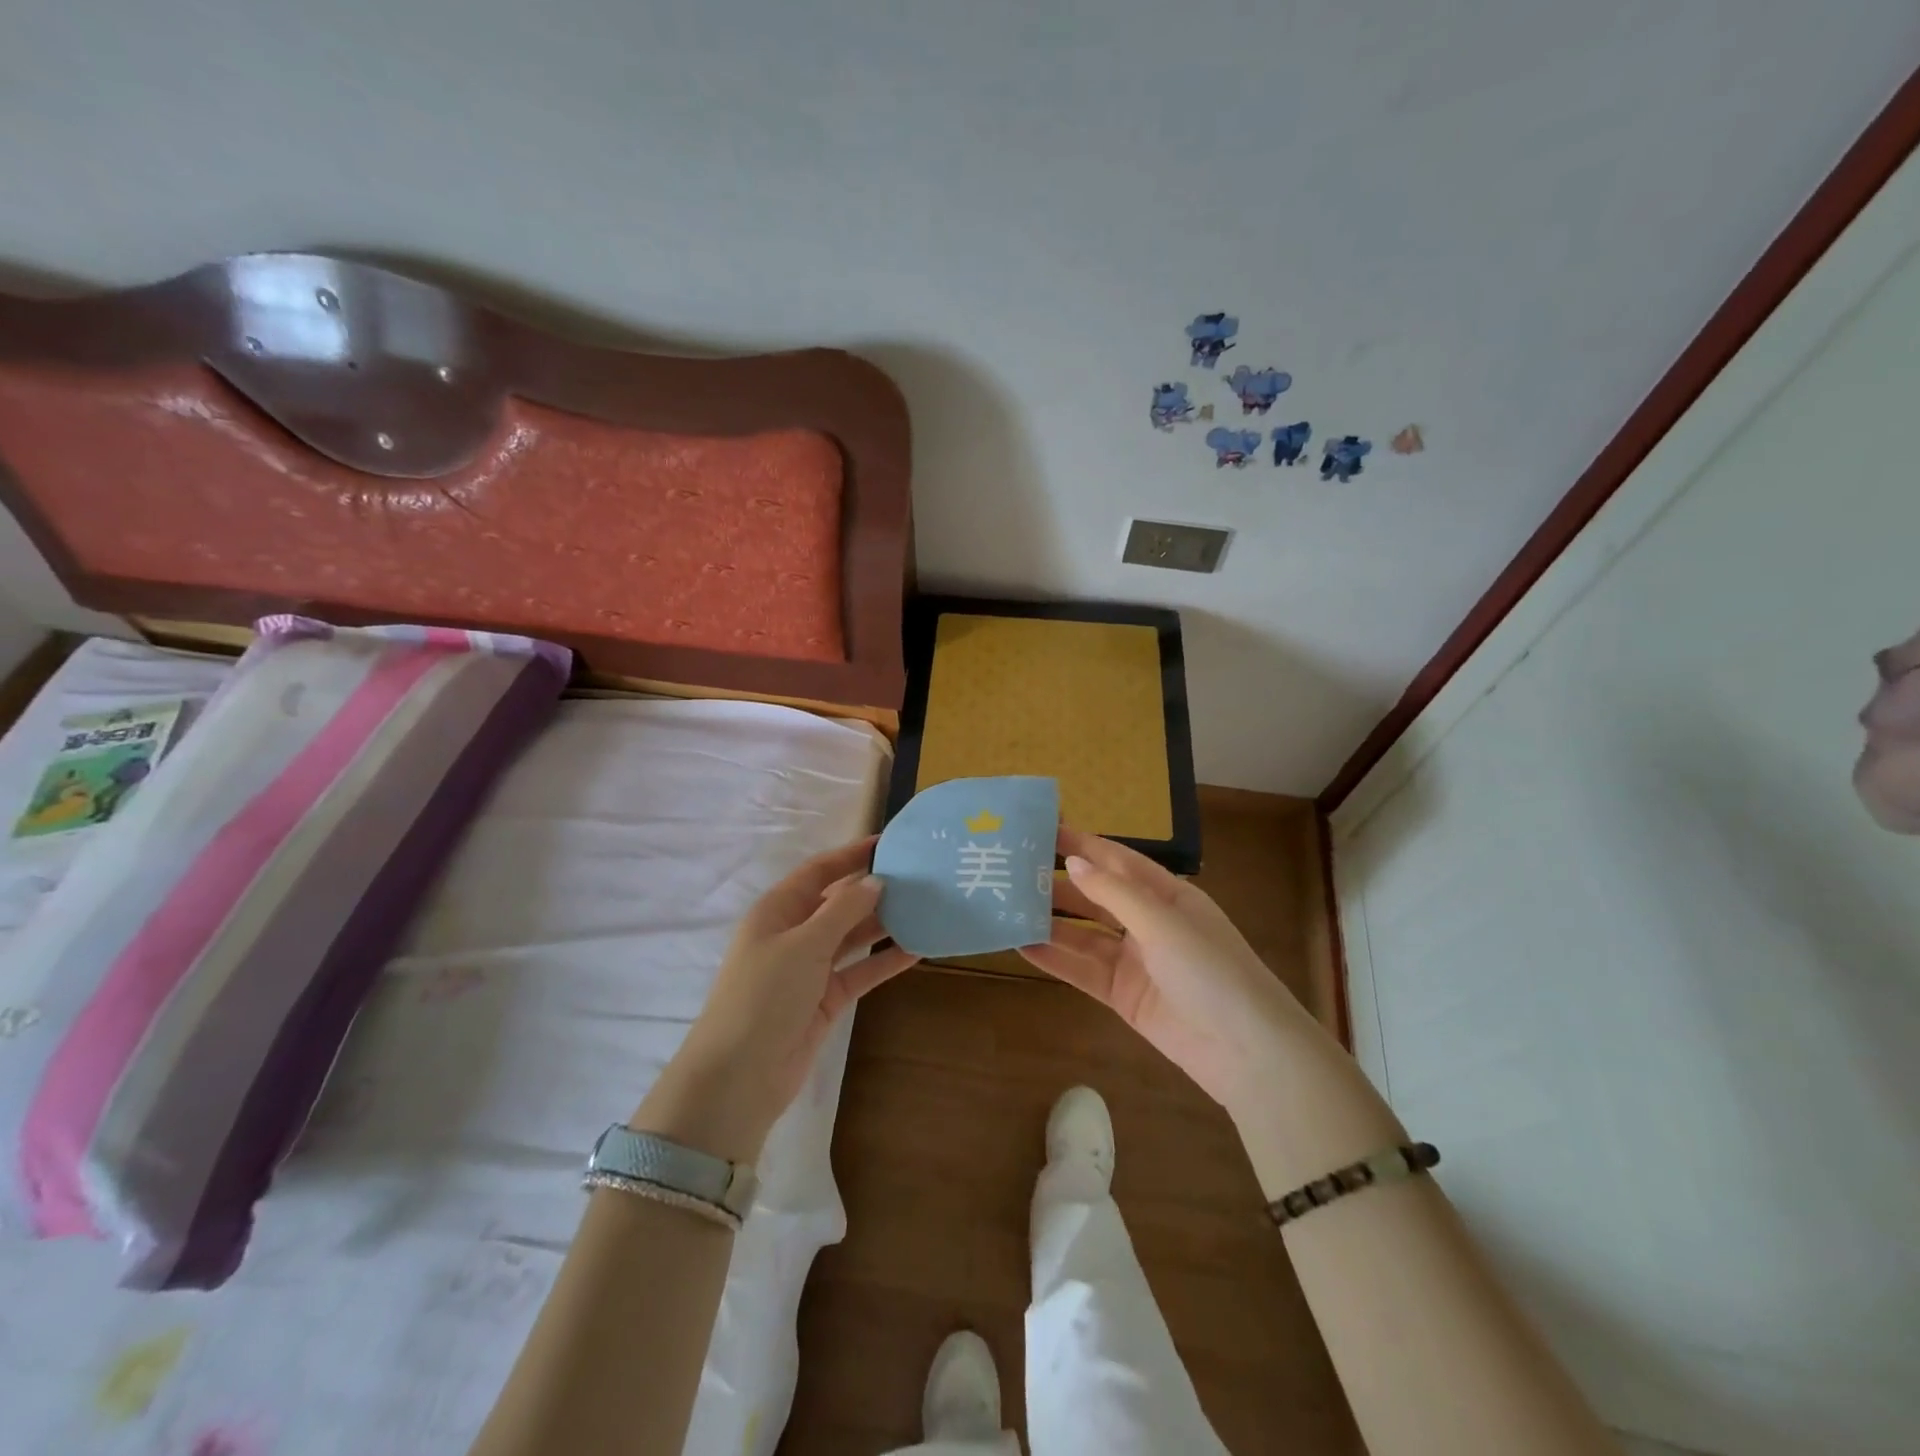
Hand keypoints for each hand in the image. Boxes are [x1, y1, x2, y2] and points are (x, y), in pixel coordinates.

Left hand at [636, 837, 916, 1163]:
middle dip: (874, 889)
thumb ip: (843, 911)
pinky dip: (885, 960)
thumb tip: (876, 881)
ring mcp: (810, 968)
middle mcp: (793, 933)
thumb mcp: (803, 944)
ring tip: (925, 907)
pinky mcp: (826, 999)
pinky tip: (918, 948)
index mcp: (777, 910)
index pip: (819, 871)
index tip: (888, 842)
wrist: (740, 1076)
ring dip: (884, 924)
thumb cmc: (764, 995)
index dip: (851, 855)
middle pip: (838, 902)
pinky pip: (860, 970)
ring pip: (853, 937)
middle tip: (918, 876)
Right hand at [1020, 827, 1314, 1114]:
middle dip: (1059, 885)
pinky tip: (1023, 947)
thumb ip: (1114, 893)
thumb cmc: (1212, 971)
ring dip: (1051, 923)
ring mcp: (1135, 961)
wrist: (1247, 1052)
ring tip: (1008, 908)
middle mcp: (1148, 923)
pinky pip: (1083, 971)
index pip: (1117, 861)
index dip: (1082, 845)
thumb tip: (1072, 862)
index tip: (1042, 830)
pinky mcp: (1123, 995)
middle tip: (1013, 872)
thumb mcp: (1164, 923)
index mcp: (1168, 895)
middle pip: (1096, 897)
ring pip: (1084, 935)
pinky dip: (1055, 959)